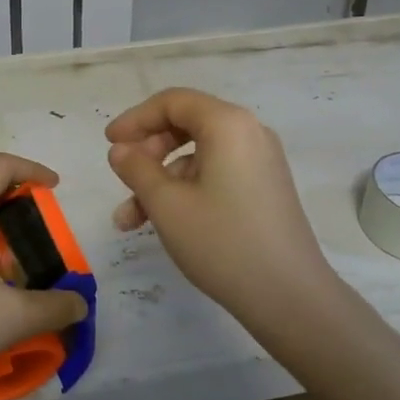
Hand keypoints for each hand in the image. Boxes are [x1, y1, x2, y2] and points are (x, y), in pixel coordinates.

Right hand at [106, 87, 337, 318]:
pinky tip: (163, 224)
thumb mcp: (166, 204)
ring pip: (197, 157)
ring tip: (130, 221)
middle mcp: (249, 133)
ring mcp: (261, 162)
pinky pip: (216, 175)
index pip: (173, 102)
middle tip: (122, 178)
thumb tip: (121, 150)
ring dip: (160, 181)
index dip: (136, 119)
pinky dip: (186, 191)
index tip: (110, 143)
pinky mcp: (264, 189)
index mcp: (228, 124)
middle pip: (186, 125)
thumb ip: (137, 169)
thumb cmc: (222, 242)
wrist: (289, 297)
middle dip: (147, 153)